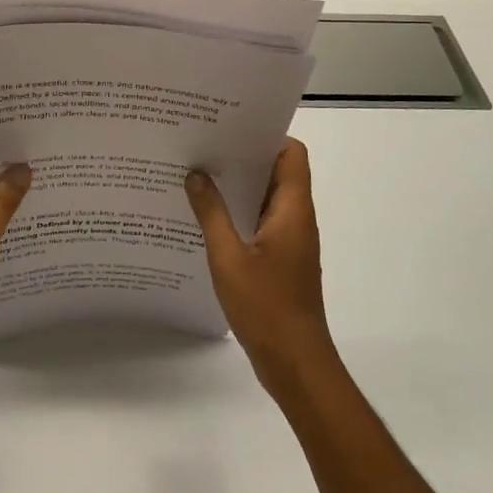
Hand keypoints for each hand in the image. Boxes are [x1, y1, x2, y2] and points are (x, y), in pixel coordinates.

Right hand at [186, 139, 339, 393]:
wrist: (295, 363)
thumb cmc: (266, 307)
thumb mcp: (229, 258)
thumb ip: (211, 213)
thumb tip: (196, 174)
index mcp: (292, 210)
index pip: (292, 153)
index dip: (266, 136)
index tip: (230, 128)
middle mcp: (296, 219)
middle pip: (277, 172)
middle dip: (243, 157)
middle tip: (204, 146)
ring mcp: (290, 241)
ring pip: (267, 198)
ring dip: (238, 187)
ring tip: (198, 175)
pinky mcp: (281, 260)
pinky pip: (260, 222)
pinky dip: (239, 214)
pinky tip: (206, 218)